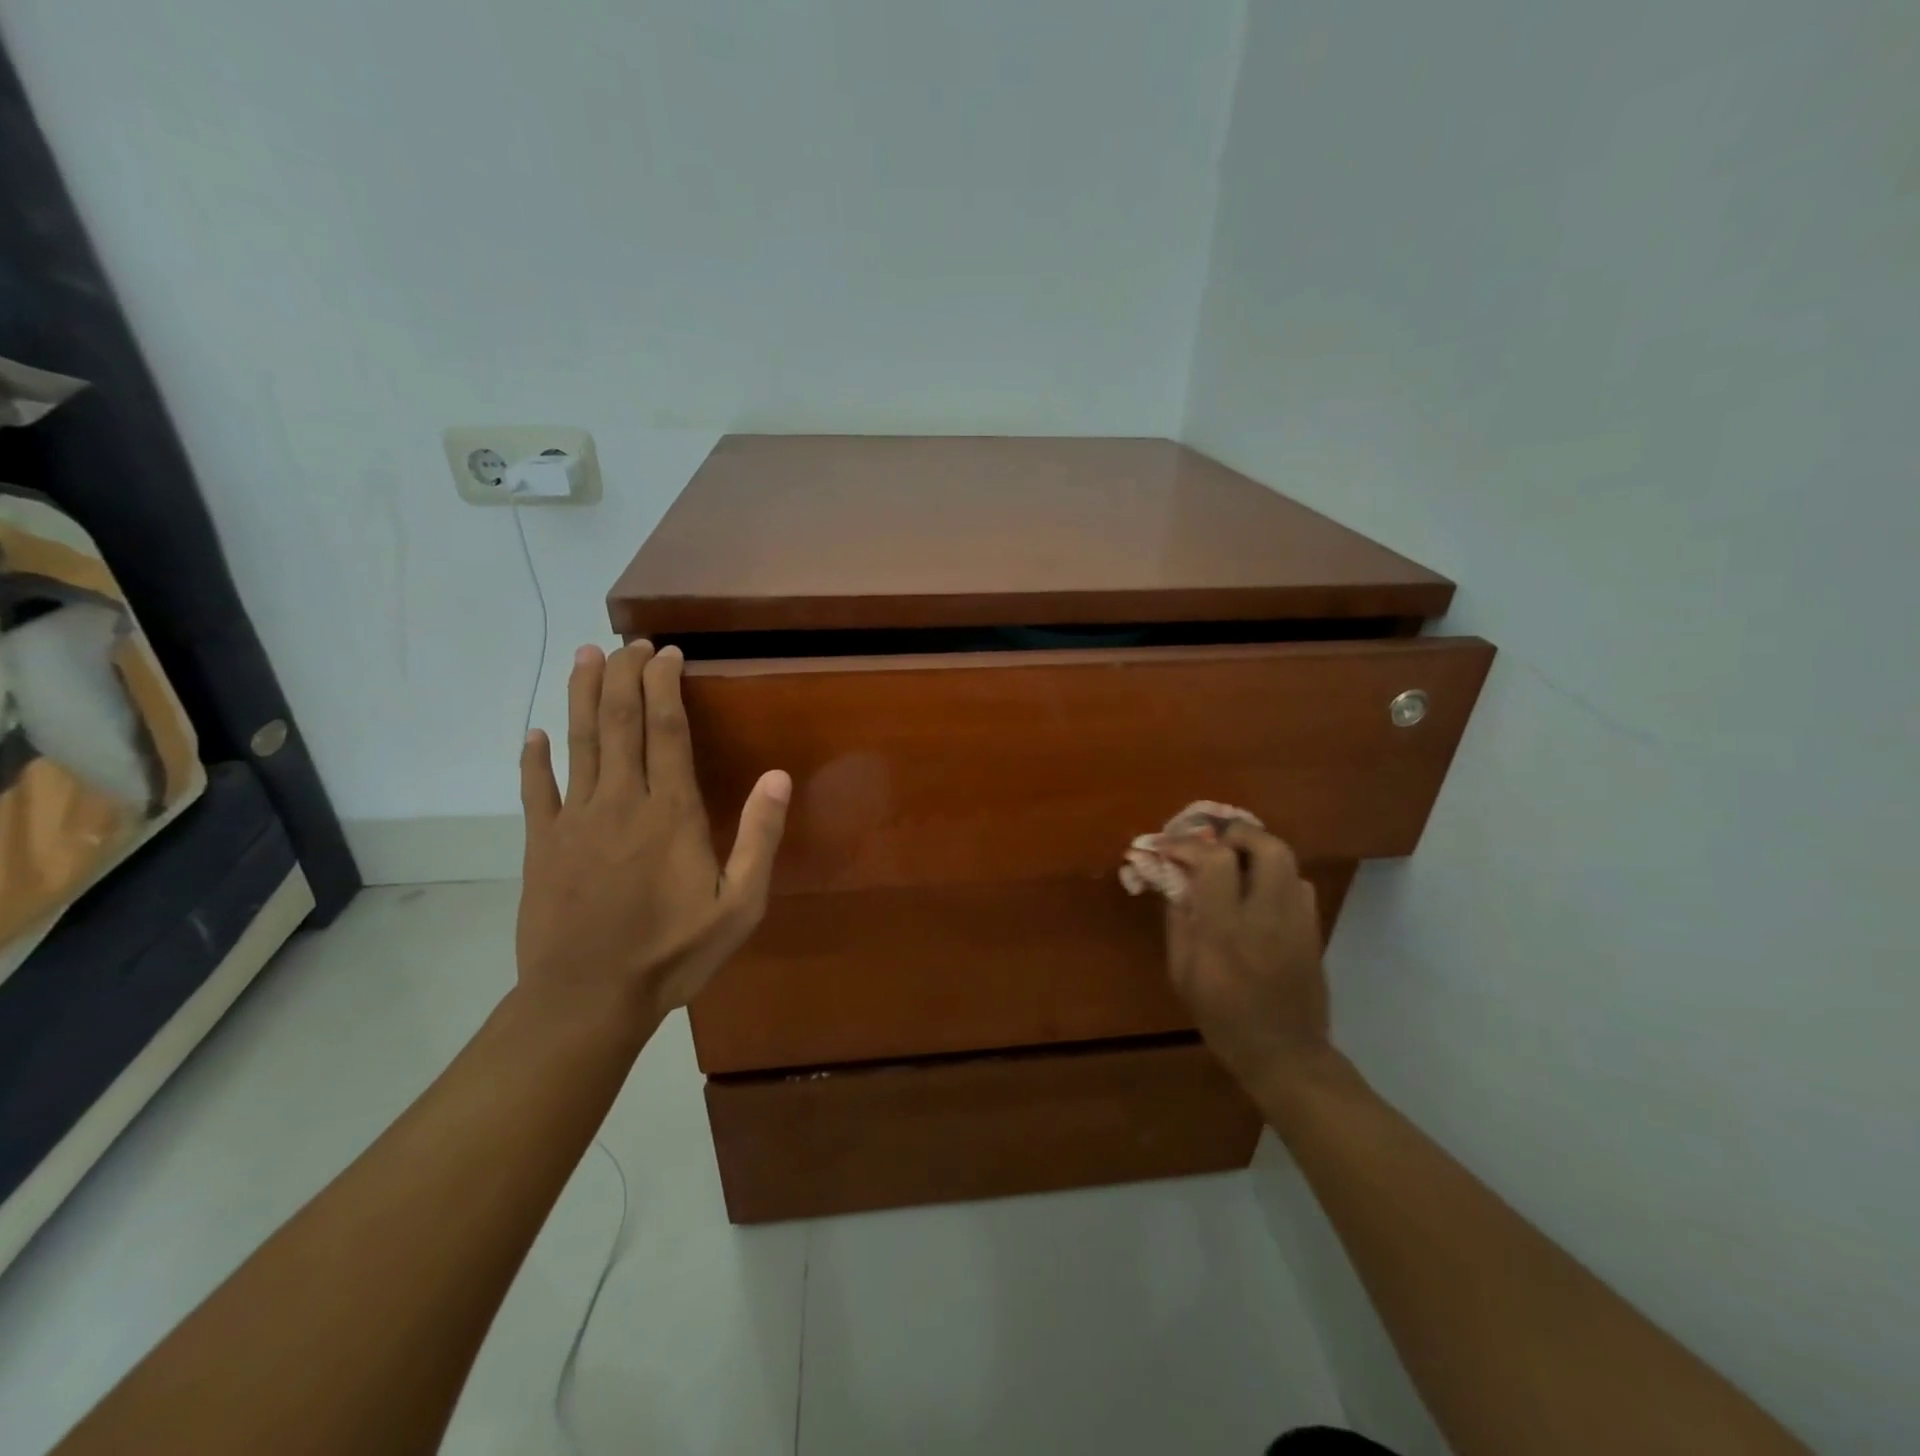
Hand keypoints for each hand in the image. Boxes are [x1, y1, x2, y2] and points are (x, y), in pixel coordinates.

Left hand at [515, 641, 789, 1033]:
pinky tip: (533, 734)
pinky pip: (535, 789)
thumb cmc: (673, 953)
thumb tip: (778, 776)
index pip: (667, 730)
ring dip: (580, 695)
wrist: (588, 998)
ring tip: (585, 656)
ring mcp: (574, 819)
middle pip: (618, 721)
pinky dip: (533, 758)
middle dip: (623, 675)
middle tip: (629, 643)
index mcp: (671, 812)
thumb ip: (759, 838)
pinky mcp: (542, 843)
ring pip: (577, 741)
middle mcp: (621, 801)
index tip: (668, 653)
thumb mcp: (740, 906)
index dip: (665, 685)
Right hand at [1162, 822, 1333, 1098]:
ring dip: (1257, 851)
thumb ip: (1179, 921)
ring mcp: (1297, 920)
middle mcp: (1267, 916)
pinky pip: (1298, 884)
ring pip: (1287, 860)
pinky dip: (1276, 875)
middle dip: (1237, 833)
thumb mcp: (1182, 973)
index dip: (1189, 844)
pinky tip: (1259, 891)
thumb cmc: (1222, 1018)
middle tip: (1214, 840)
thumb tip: (1175, 880)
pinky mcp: (1314, 929)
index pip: (1216, 861)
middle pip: (1266, 846)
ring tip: (1235, 861)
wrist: (1284, 1053)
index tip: (1169, 847)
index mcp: (1226, 929)